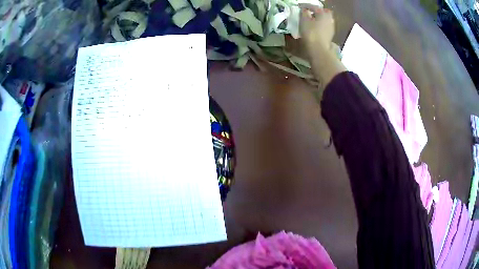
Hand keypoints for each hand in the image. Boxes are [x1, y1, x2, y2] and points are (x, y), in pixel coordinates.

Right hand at [299, 4, 334, 54]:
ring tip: (310, 20)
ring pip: (324, 19)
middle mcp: (329, 19)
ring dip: (318, 18)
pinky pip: (324, 26)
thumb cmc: (311, 33)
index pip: (313, 6)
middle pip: (323, 12)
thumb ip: (304, 13)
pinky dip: (320, 24)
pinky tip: (314, 27)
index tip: (299, 7)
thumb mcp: (304, 20)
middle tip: (308, 12)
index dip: (305, 6)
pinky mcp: (330, 35)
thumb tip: (305, 10)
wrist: (319, 49)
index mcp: (323, 13)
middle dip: (316, 11)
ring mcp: (331, 27)